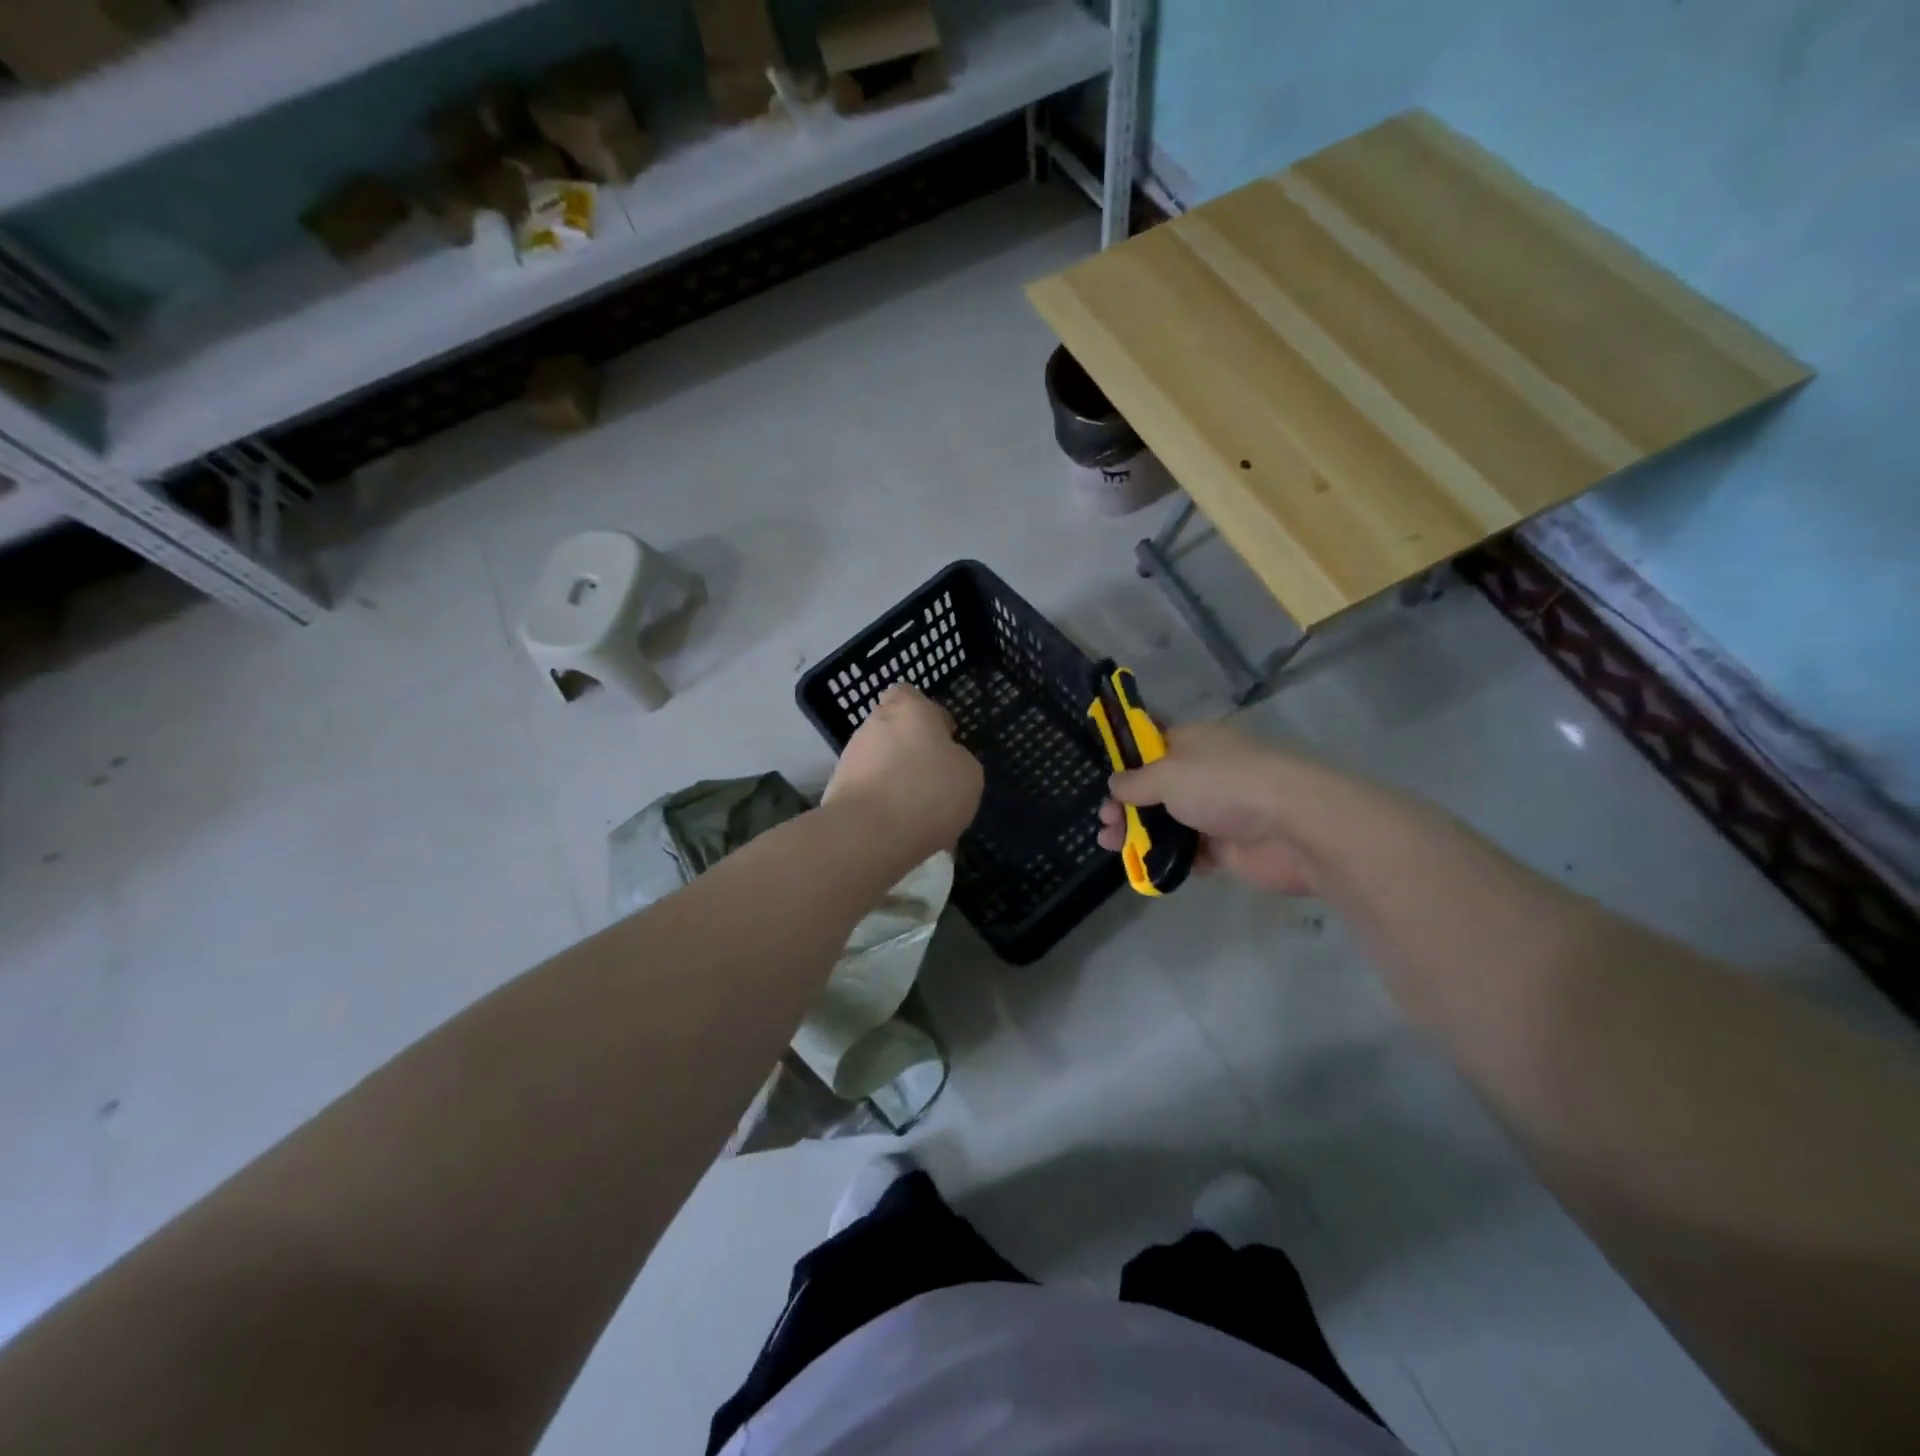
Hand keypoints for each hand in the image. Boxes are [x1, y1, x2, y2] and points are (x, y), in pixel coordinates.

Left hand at [825, 683, 983, 858]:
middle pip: (893, 728)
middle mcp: (874, 723)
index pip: (909, 694)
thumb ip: (958, 758)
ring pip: (878, 758)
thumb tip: (946, 760)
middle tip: (931, 777)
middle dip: (909, 747)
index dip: (926, 714)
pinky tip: (896, 824)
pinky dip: (880, 800)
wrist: (869, 833)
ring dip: (894, 775)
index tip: (942, 739)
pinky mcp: (837, 787)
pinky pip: (866, 787)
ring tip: (915, 808)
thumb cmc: (928, 792)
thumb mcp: (969, 774)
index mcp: (909, 709)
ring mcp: (851, 755)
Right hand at [1097, 721, 1320, 895]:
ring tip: (1110, 844)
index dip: (1127, 760)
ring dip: (1138, 832)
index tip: (1103, 780)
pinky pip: (1188, 852)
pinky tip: (1141, 865)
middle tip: (1104, 821)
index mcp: (1193, 743)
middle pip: (1156, 788)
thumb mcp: (1168, 775)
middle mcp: (1203, 773)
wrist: (1294, 828)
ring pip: (1168, 822)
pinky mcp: (1226, 847)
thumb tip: (1114, 784)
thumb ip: (1136, 782)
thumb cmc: (1224, 785)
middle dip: (1126, 804)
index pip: (1153, 744)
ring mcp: (1216, 811)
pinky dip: (1165, 857)